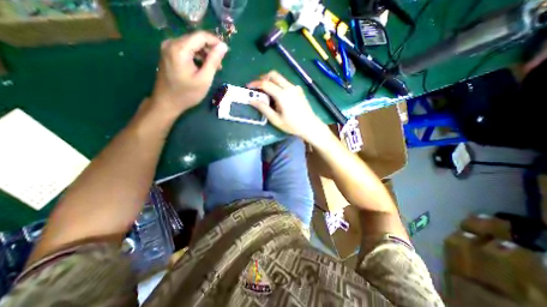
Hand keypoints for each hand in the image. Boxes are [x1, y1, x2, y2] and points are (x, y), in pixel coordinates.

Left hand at [149, 30, 227, 117]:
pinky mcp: (168, 53)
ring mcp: (168, 47)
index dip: (216, 42)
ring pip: (192, 44)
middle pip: (196, 39)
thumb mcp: (204, 79)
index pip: (201, 36)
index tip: (226, 52)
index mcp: (180, 49)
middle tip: (219, 65)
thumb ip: (213, 61)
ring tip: (213, 68)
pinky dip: (196, 56)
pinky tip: (202, 67)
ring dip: (204, 54)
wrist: (167, 102)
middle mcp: (171, 43)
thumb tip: (223, 47)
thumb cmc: (187, 94)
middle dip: (210, 49)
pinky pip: (186, 49)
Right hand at [249, 71, 328, 141]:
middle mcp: (289, 87)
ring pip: (280, 78)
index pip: (266, 84)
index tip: (248, 86)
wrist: (311, 126)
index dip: (255, 84)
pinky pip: (285, 83)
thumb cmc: (293, 125)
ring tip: (266, 93)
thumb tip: (252, 100)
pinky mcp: (299, 90)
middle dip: (263, 78)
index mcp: (283, 95)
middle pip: (273, 75)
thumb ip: (263, 108)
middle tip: (257, 87)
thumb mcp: (276, 120)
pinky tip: (277, 96)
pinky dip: (278, 85)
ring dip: (271, 82)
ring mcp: (295, 87)